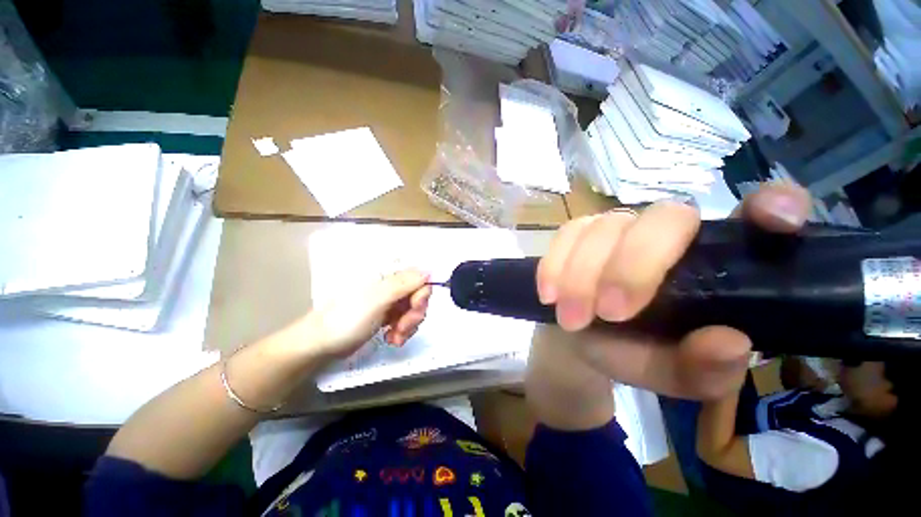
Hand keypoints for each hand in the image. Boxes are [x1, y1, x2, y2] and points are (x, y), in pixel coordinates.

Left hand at [303, 270, 432, 359]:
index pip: (419, 278)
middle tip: (403, 327)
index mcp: (387, 276)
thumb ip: (403, 284)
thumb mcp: (377, 300)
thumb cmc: (346, 319)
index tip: (414, 308)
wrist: (321, 344)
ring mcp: (389, 302)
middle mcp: (391, 286)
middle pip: (419, 295)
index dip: (422, 294)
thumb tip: (429, 271)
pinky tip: (392, 339)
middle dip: (415, 314)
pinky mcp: (387, 316)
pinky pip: (405, 321)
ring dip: (409, 326)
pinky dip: (402, 332)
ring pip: (414, 310)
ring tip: (395, 337)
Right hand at [536, 183, 811, 400]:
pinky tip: (549, 295)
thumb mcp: (668, 373)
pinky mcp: (577, 234)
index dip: (771, 205)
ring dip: (583, 275)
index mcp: (713, 263)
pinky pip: (565, 235)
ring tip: (572, 320)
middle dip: (633, 267)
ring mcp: (617, 229)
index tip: (777, 220)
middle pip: (665, 218)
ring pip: (604, 228)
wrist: (577, 335)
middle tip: (610, 314)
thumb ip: (702, 370)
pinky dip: (554, 265)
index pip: (755, 217)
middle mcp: (668, 234)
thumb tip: (729, 343)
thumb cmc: (631, 351)